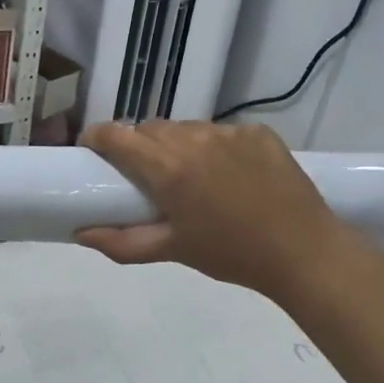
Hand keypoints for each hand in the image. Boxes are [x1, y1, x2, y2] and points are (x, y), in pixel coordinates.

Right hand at [76, 121, 361, 298]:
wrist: (303, 251)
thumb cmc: (231, 254)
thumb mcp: (172, 250)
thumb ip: (121, 242)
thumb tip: (79, 233)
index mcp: (167, 168)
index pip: (116, 135)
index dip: (96, 138)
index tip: (91, 152)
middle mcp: (193, 139)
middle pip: (149, 129)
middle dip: (137, 145)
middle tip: (144, 175)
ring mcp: (228, 131)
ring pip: (185, 128)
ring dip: (176, 145)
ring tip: (190, 175)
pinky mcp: (256, 131)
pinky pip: (221, 131)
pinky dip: (214, 147)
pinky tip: (229, 174)